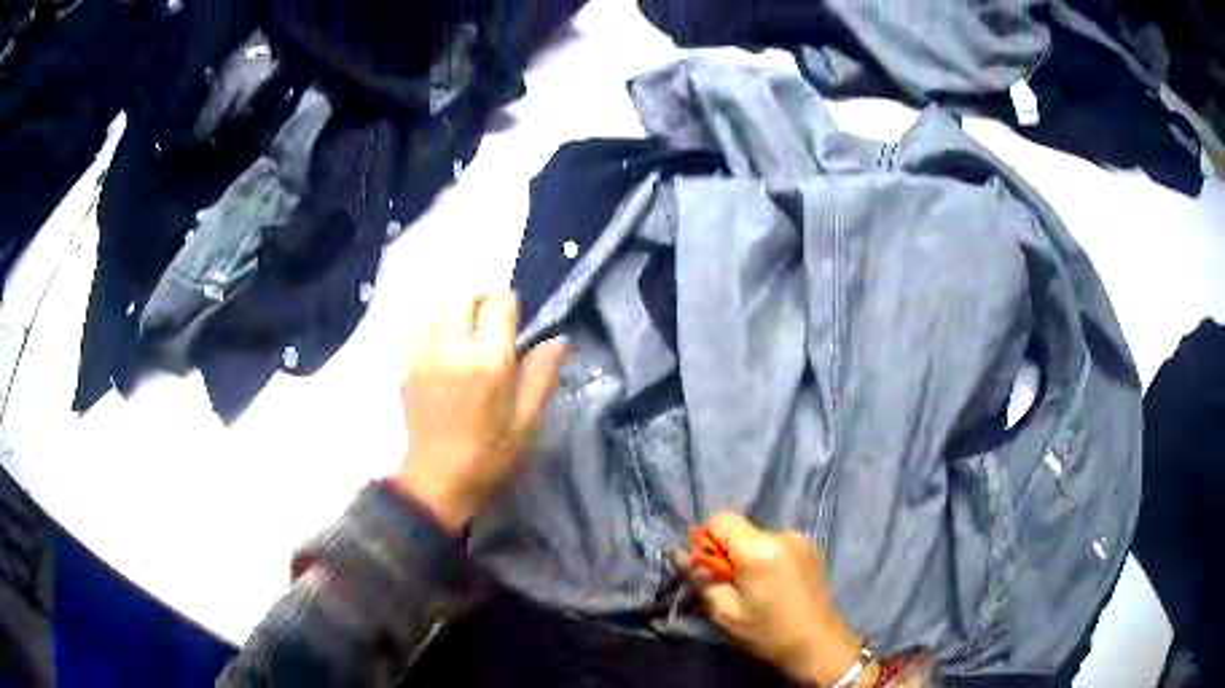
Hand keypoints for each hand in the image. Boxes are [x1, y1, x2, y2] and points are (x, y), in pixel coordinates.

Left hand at [394, 291, 567, 533]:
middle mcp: (453, 348)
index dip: (510, 308)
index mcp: (488, 361)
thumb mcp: (527, 422)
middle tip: (491, 334)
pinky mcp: (407, 365)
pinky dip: (434, 331)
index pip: (499, 303)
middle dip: (482, 307)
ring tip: (465, 345)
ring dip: (457, 319)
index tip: (514, 327)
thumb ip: (542, 376)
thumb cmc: (489, 456)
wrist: (436, 481)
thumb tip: (558, 339)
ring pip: (442, 311)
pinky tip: (441, 354)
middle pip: (466, 299)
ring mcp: (425, 354)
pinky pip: (420, 329)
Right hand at [684, 513, 879, 687]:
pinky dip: (766, 559)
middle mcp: (781, 534)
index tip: (705, 567)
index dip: (706, 539)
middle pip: (740, 529)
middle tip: (728, 585)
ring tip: (754, 589)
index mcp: (759, 548)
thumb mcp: (725, 611)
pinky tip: (773, 586)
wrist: (817, 643)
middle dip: (727, 552)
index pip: (721, 519)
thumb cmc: (767, 631)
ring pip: (758, 538)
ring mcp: (800, 539)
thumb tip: (682, 556)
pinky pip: (776, 545)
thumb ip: (703, 579)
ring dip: (747, 556)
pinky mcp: (810, 549)